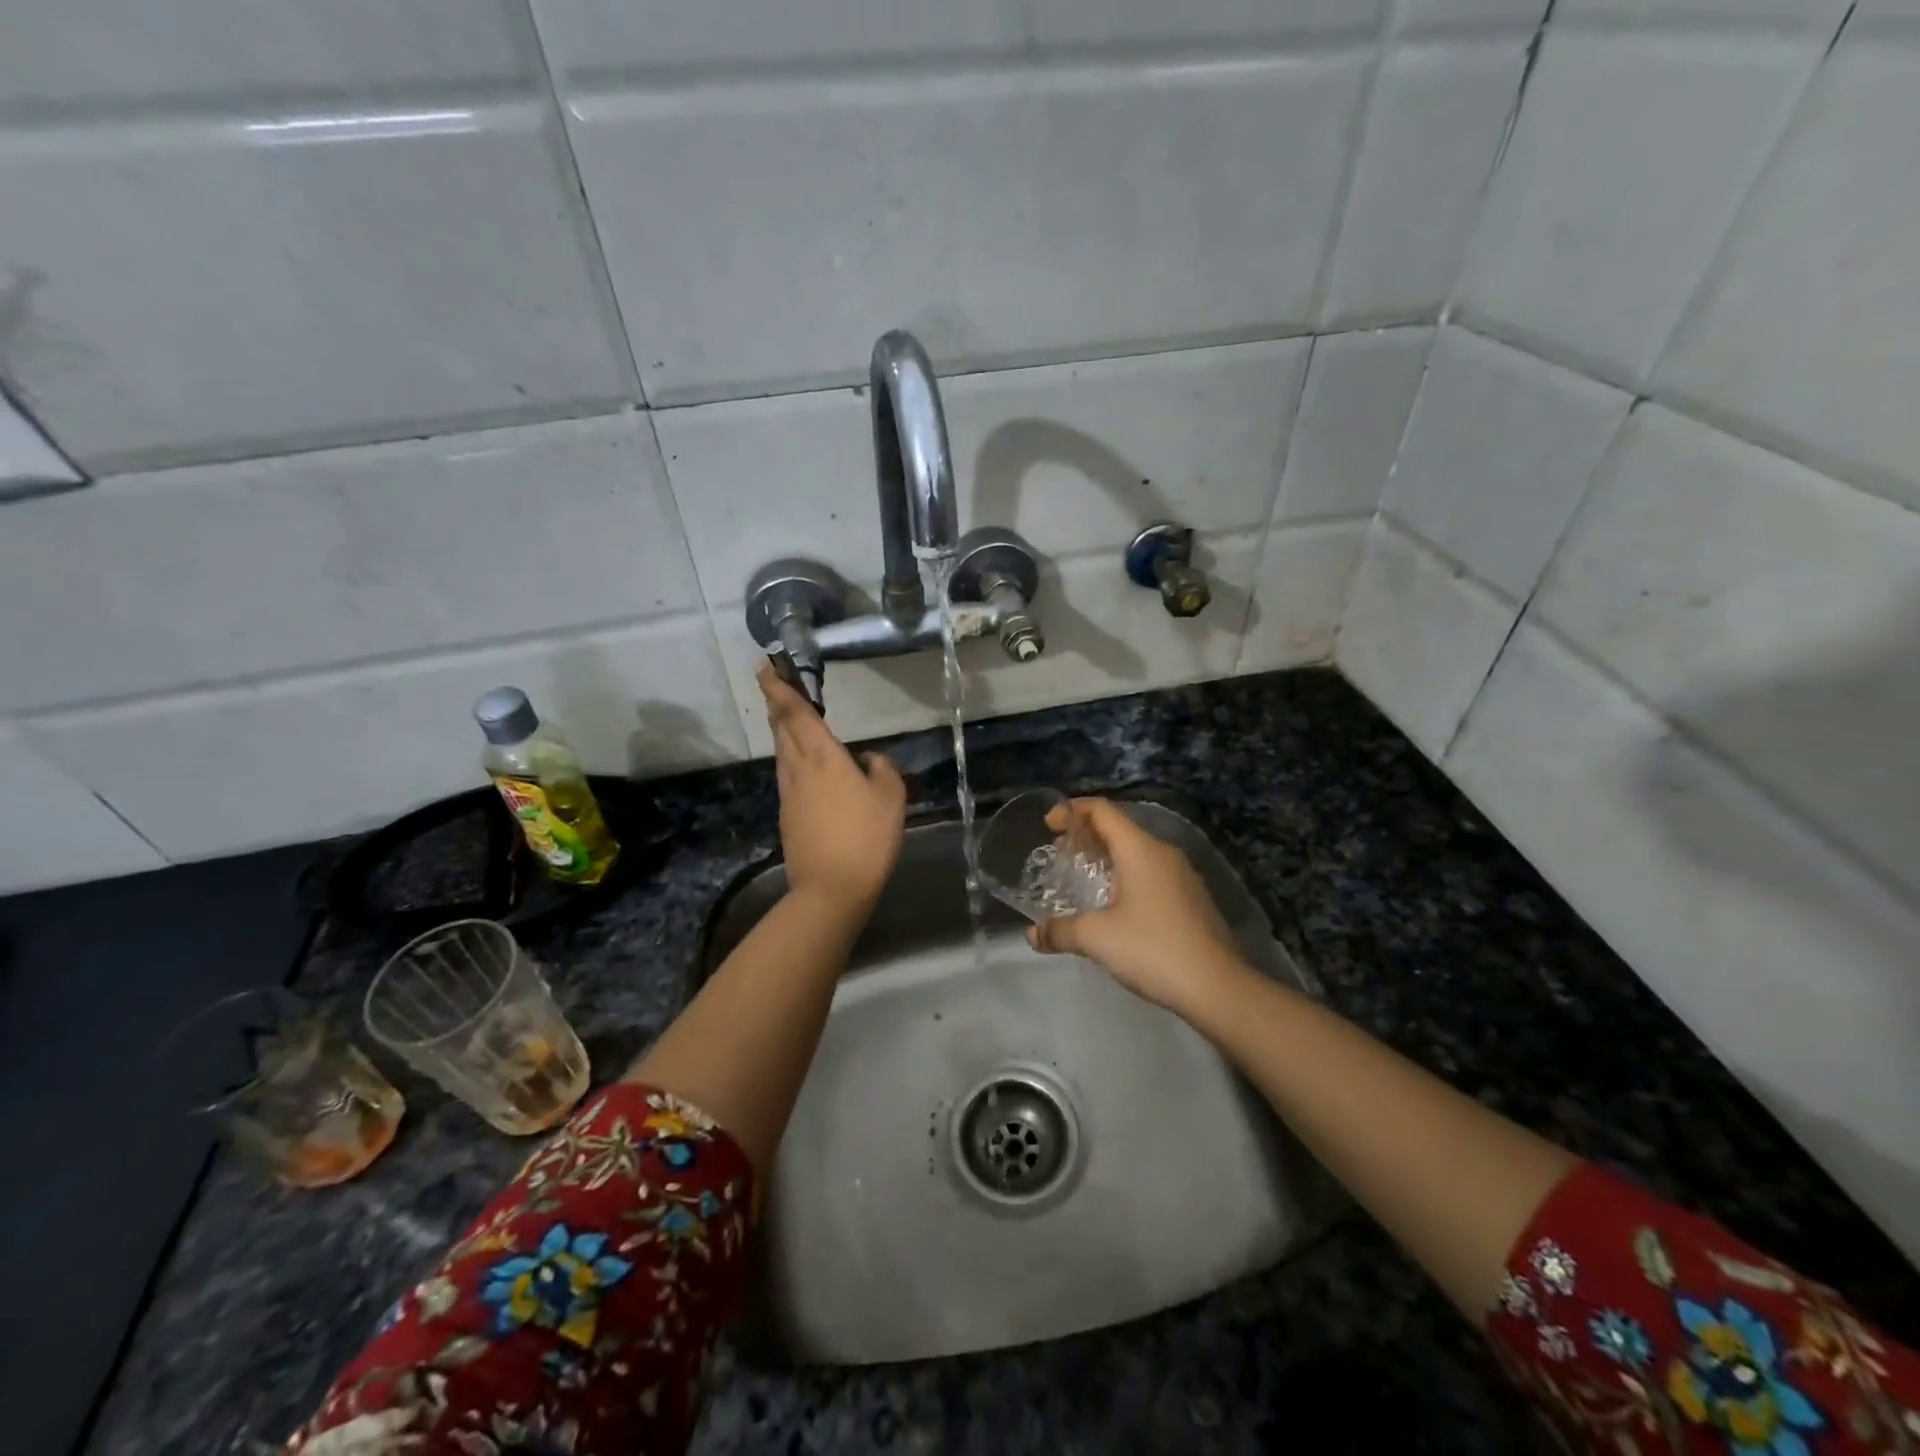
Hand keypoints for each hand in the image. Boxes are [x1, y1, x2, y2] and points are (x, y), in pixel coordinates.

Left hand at [757, 660, 906, 910]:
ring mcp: (788, 792)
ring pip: (782, 750)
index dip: (780, 687)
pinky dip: (792, 755)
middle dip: (777, 702)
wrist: (831, 888)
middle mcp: (798, 768)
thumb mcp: (891, 796)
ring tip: (790, 715)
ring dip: (782, 728)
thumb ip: (881, 768)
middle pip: (782, 728)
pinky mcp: (788, 814)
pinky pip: (788, 772)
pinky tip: (806, 762)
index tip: (766, 666)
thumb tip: (868, 759)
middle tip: (775, 681)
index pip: (796, 712)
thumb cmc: (866, 836)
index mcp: (822, 756)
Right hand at [1028, 798, 1245, 1014]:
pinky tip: (1115, 907)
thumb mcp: (1097, 938)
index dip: (1072, 811)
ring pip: (1137, 852)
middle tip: (1060, 856)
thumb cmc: (1153, 949)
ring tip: (1083, 880)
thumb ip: (1060, 930)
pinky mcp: (1192, 899)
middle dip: (1086, 836)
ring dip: (1107, 858)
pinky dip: (1127, 876)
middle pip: (1119, 828)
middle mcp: (1163, 853)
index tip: (1048, 825)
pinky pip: (1152, 873)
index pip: (1102, 810)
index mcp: (1140, 849)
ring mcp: (1182, 875)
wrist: (1218, 987)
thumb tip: (1033, 934)